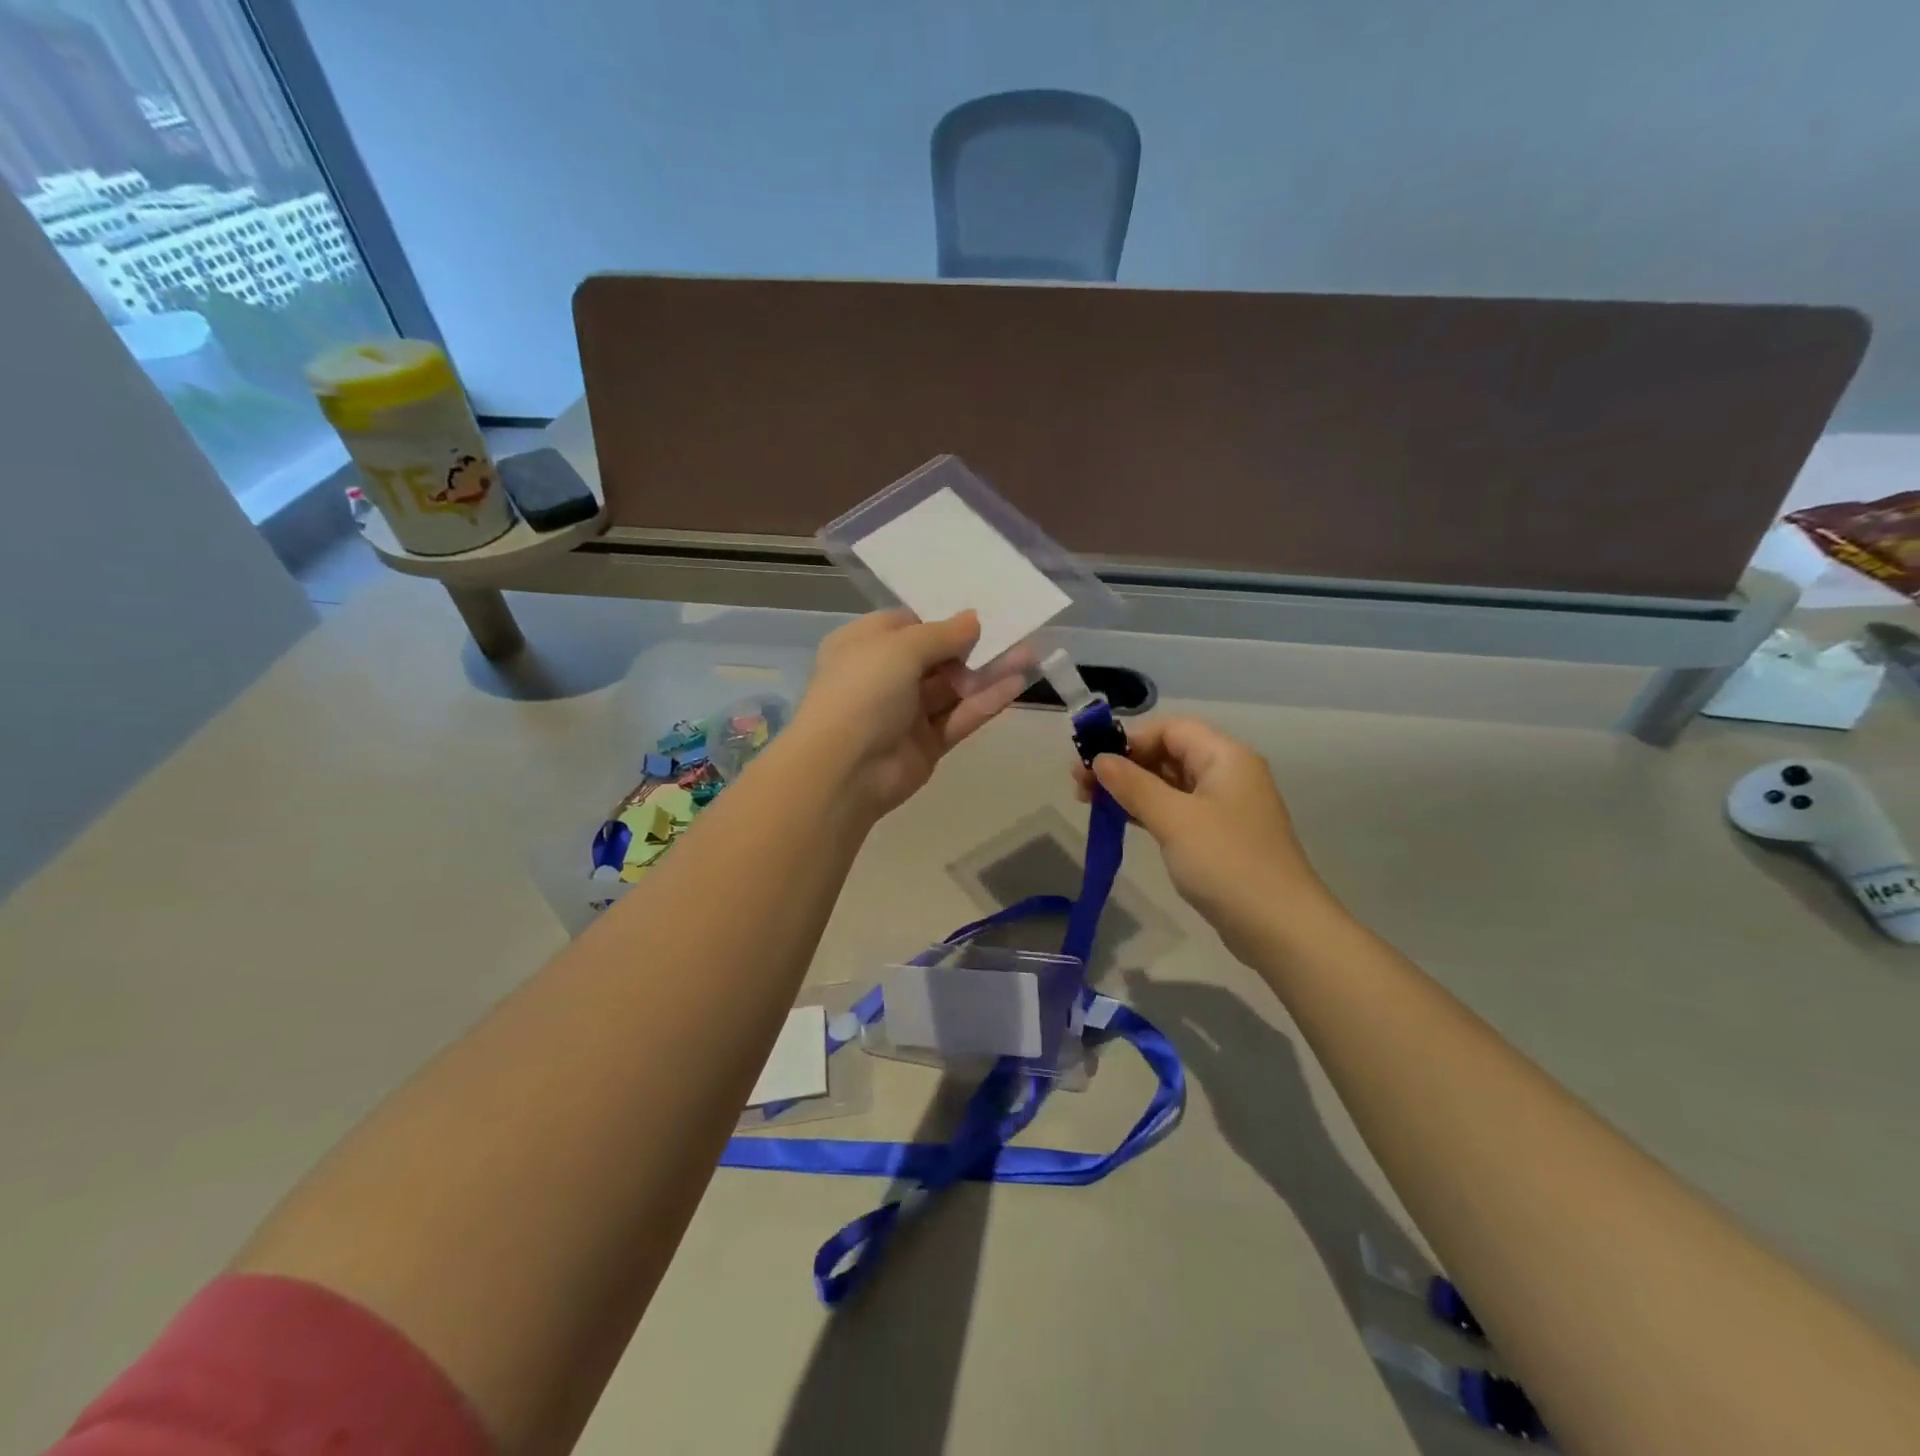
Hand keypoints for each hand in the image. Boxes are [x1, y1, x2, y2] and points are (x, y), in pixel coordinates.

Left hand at [791, 609, 1026, 816]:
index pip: (908, 624)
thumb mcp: (900, 648)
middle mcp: (884, 676)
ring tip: (1029, 654)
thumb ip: (942, 633)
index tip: (982, 610)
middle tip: (1016, 631)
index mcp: (864, 646)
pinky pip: (959, 717)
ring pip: (953, 687)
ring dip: (988, 672)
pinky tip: (1017, 685)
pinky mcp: (927, 743)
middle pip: (936, 656)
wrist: (844, 770)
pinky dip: (986, 702)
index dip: (943, 617)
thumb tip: (973, 619)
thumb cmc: (863, 691)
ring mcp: (906, 713)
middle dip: (975, 645)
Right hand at [1074, 717, 1328, 957]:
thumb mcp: (1173, 819)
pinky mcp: (1220, 836)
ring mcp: (1225, 807)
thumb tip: (1099, 759)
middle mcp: (1228, 773)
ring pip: (1170, 783)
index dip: (1129, 739)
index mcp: (1225, 757)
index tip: (1092, 761)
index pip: (1171, 729)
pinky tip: (1123, 820)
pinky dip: (1149, 810)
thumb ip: (1133, 785)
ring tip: (1092, 803)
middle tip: (1081, 786)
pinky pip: (1178, 809)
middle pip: (1169, 752)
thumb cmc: (1226, 863)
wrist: (1279, 927)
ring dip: (1132, 788)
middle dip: (1125, 764)